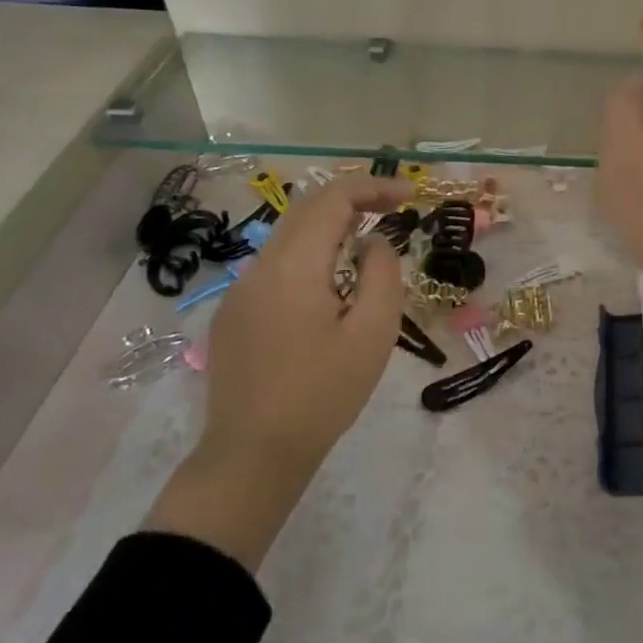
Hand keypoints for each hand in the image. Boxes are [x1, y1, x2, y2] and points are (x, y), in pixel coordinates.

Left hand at [145, 173, 414, 569]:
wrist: (252, 456)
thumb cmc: (322, 394)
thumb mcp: (373, 333)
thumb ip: (381, 274)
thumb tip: (373, 243)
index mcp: (293, 267)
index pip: (332, 198)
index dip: (373, 187)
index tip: (409, 196)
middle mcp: (259, 267)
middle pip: (306, 208)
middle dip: (353, 199)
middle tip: (394, 209)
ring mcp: (240, 291)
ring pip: (289, 236)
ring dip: (330, 227)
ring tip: (368, 244)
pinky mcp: (233, 314)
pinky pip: (276, 265)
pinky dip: (310, 255)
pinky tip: (331, 285)